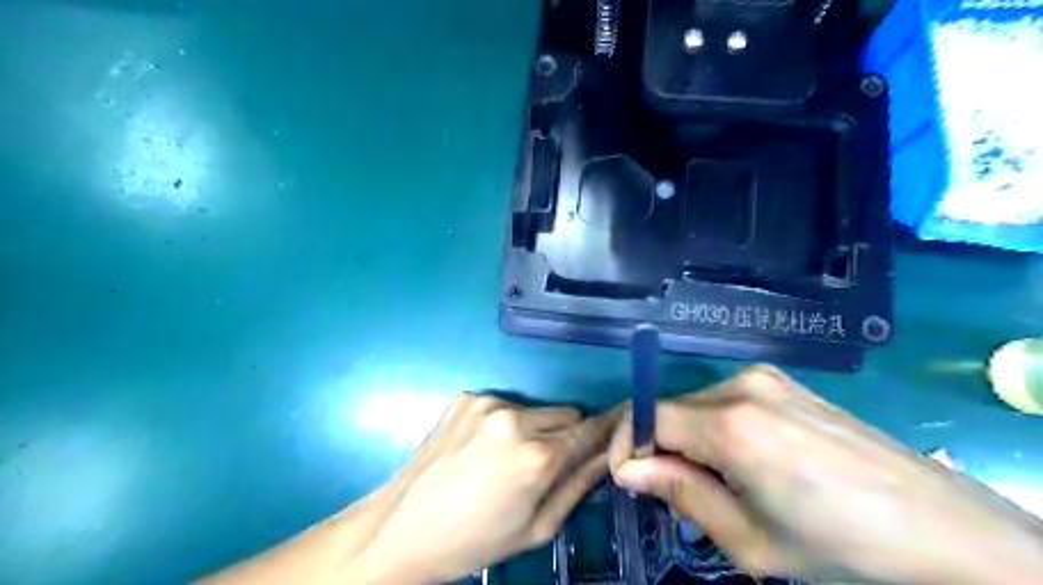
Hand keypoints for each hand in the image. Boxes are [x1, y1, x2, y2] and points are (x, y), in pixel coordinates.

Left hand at [359, 392, 621, 584]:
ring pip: (535, 408)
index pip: (590, 429)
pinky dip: (503, 422)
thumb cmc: (474, 540)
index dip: (607, 429)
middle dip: (566, 434)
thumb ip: (577, 486)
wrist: (402, 527)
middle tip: (545, 462)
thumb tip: (607, 456)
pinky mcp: (465, 396)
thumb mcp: (536, 528)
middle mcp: (514, 419)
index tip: (619, 426)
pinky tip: (480, 447)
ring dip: (534, 427)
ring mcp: (486, 403)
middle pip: (566, 413)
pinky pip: (503, 404)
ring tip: (505, 457)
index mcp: (536, 457)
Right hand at [603, 366, 1042, 584]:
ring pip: (697, 404)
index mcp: (731, 424)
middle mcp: (742, 385)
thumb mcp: (749, 539)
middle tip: (670, 491)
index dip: (627, 444)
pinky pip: (726, 399)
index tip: (626, 479)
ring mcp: (767, 377)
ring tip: (712, 481)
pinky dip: (714, 427)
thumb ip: (680, 494)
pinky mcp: (785, 381)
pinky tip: (742, 460)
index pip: (648, 416)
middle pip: (672, 408)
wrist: (941, 529)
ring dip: (686, 438)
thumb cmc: (840, 546)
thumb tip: (627, 470)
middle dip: (658, 446)